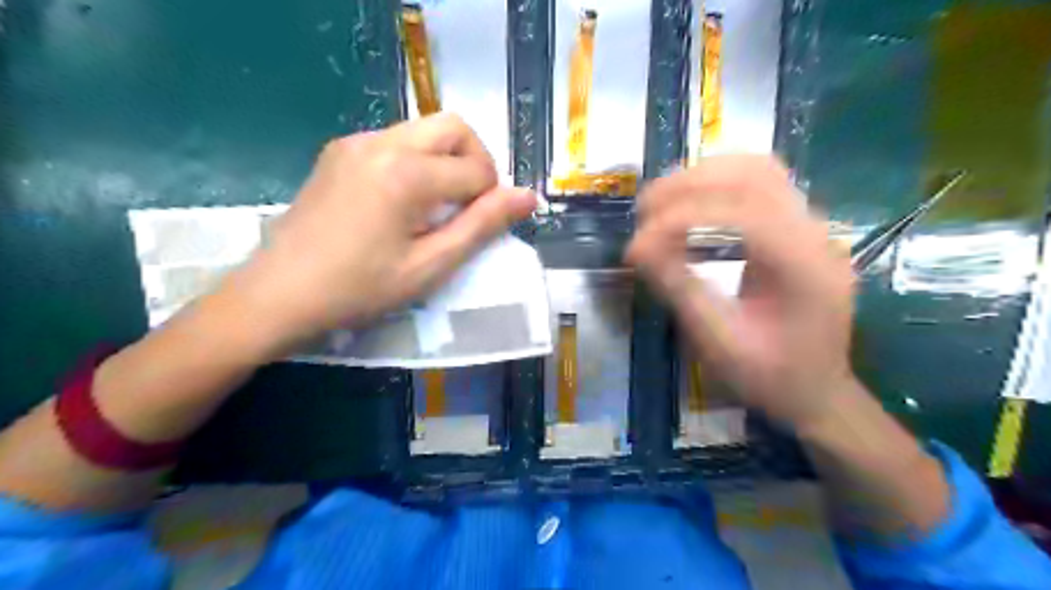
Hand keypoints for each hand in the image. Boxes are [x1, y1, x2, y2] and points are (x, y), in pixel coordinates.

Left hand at [217, 110, 536, 355]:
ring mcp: (356, 142)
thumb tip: (528, 196)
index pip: (476, 169)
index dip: (490, 198)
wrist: (278, 293)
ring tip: (436, 206)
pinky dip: (417, 161)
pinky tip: (403, 201)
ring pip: (425, 129)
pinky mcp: (339, 151)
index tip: (478, 228)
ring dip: (446, 160)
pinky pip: (396, 140)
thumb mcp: (430, 266)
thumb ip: (481, 226)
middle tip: (469, 206)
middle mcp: (381, 142)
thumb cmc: (359, 289)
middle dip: (476, 162)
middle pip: (453, 126)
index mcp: (406, 173)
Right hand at [622, 154, 852, 428]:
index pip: (740, 213)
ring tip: (661, 199)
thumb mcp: (718, 341)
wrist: (816, 392)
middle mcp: (817, 234)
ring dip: (704, 176)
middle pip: (753, 176)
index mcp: (805, 266)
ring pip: (759, 170)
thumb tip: (636, 247)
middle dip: (689, 185)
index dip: (681, 218)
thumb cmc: (769, 376)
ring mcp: (814, 226)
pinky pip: (762, 184)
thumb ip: (679, 288)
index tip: (638, 243)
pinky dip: (720, 183)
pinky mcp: (801, 229)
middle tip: (643, 209)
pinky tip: (691, 201)